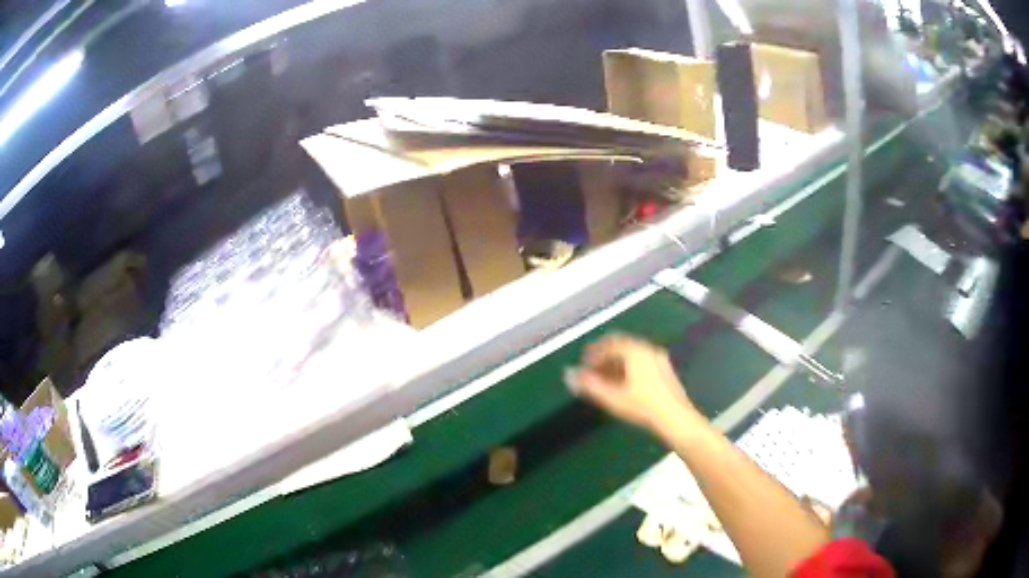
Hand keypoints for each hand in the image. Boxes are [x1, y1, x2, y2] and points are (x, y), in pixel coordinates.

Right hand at [567, 334, 699, 438]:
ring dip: (615, 363)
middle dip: (604, 357)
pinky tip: (623, 384)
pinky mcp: (665, 370)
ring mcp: (659, 359)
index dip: (592, 354)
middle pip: (621, 347)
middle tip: (592, 370)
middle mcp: (648, 349)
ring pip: (632, 355)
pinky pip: (641, 361)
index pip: (608, 345)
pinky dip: (628, 368)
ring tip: (605, 379)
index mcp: (635, 351)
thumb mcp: (612, 397)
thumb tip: (569, 375)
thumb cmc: (642, 407)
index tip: (582, 366)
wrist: (676, 418)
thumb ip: (589, 385)